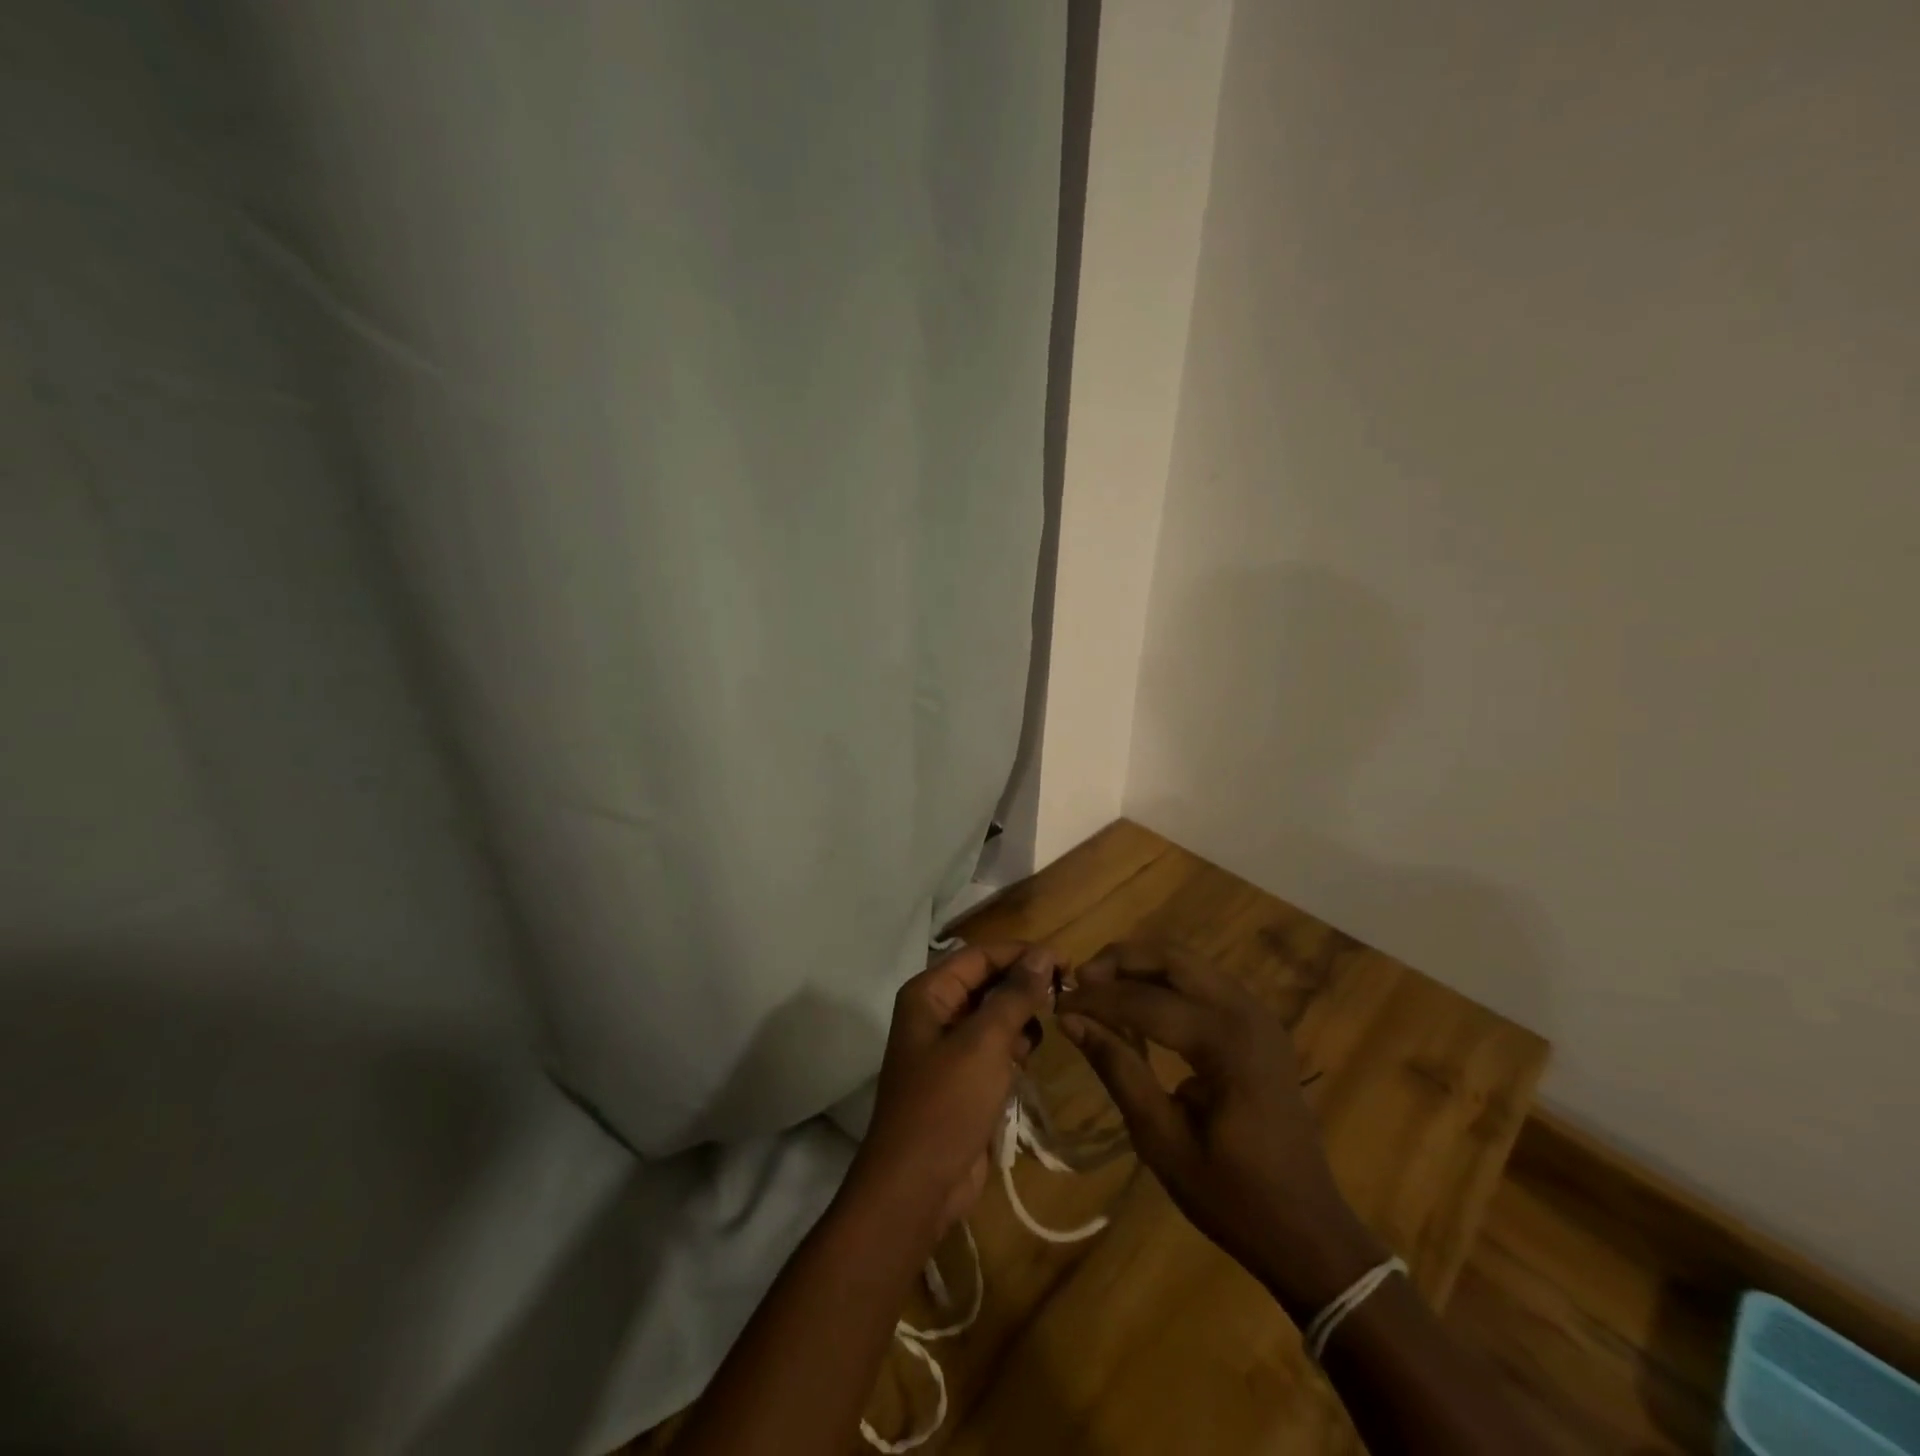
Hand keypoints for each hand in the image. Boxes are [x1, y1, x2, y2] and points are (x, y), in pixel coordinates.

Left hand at [851, 942, 1055, 1235]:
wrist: (916, 1186)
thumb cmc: (946, 1104)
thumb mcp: (984, 1043)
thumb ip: (1014, 996)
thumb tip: (1042, 954)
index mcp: (929, 994)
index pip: (981, 955)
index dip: (1022, 953)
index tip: (1066, 962)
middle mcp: (935, 1013)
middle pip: (987, 982)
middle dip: (1024, 984)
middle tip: (1067, 992)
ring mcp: (948, 1048)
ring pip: (993, 1015)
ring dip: (1021, 1015)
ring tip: (1052, 1022)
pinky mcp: (962, 1078)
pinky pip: (993, 1047)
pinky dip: (1013, 1045)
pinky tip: (1030, 1055)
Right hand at [1056, 942, 1384, 1323]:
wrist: (1308, 1231)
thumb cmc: (1232, 1196)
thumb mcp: (1161, 1139)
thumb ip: (1118, 1069)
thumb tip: (1071, 1021)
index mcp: (1226, 1042)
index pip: (1144, 1001)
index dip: (1095, 1000)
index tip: (1056, 1004)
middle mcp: (1245, 1012)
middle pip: (1172, 957)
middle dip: (1120, 960)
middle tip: (1079, 981)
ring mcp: (1258, 1014)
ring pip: (1189, 962)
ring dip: (1142, 966)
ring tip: (1100, 988)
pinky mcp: (1259, 1025)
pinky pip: (1204, 982)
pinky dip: (1166, 981)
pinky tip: (1139, 1005)